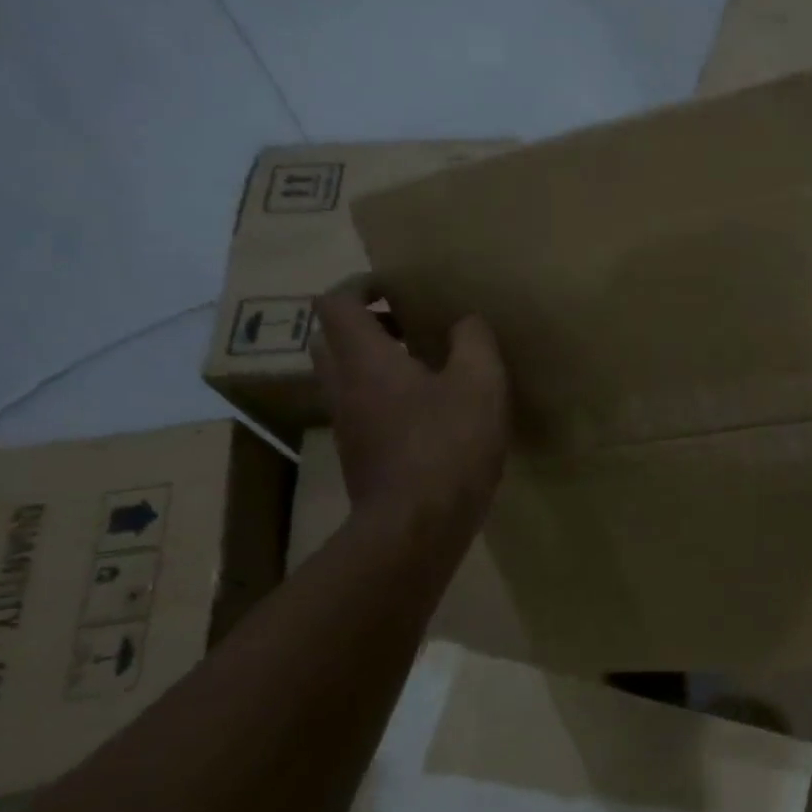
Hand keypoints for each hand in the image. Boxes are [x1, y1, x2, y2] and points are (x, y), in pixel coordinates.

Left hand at [310, 279, 508, 544]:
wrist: (417, 525)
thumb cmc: (448, 445)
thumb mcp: (480, 384)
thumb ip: (474, 342)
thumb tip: (466, 322)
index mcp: (364, 360)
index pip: (336, 304)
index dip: (359, 285)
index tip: (394, 286)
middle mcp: (344, 387)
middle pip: (331, 339)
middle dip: (364, 324)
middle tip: (407, 325)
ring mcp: (348, 425)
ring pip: (345, 377)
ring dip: (374, 362)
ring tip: (424, 367)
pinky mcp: (361, 455)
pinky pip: (363, 409)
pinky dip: (385, 396)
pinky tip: (430, 412)